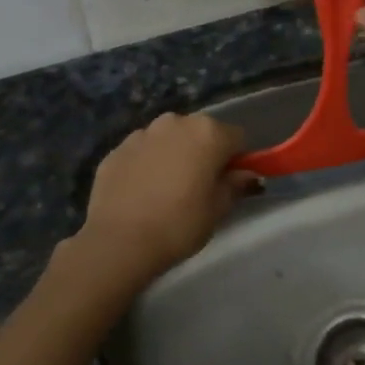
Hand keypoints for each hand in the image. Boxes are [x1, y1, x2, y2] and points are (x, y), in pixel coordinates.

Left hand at [69, 112, 257, 292]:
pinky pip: (142, 151)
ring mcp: (142, 133)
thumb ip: (236, 185)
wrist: (119, 242)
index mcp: (207, 132)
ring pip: (169, 139)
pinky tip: (141, 192)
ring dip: (173, 155)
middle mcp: (175, 122)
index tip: (229, 182)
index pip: (236, 138)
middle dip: (203, 152)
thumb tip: (248, 174)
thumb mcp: (218, 209)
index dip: (237, 160)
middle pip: (200, 132)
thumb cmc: (179, 224)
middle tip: (198, 187)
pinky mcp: (116, 149)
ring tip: (166, 190)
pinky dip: (146, 164)